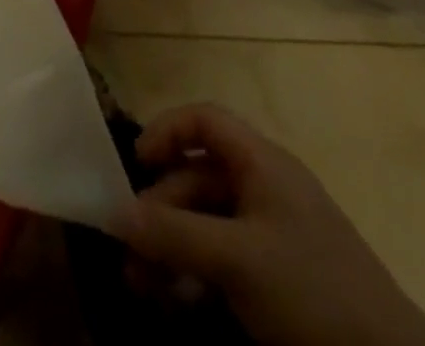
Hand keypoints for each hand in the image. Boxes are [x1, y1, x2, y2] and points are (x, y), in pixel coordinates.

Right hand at [115, 104, 424, 345]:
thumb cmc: (313, 293)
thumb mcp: (236, 260)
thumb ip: (172, 234)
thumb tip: (111, 211)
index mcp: (261, 163)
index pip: (204, 120)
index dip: (166, 131)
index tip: (136, 165)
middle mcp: (266, 188)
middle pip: (198, 178)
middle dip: (159, 212)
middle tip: (128, 251)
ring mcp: (276, 236)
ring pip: (207, 225)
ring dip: (171, 250)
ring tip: (141, 287)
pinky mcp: (282, 281)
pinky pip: (226, 262)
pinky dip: (197, 277)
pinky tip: (177, 304)